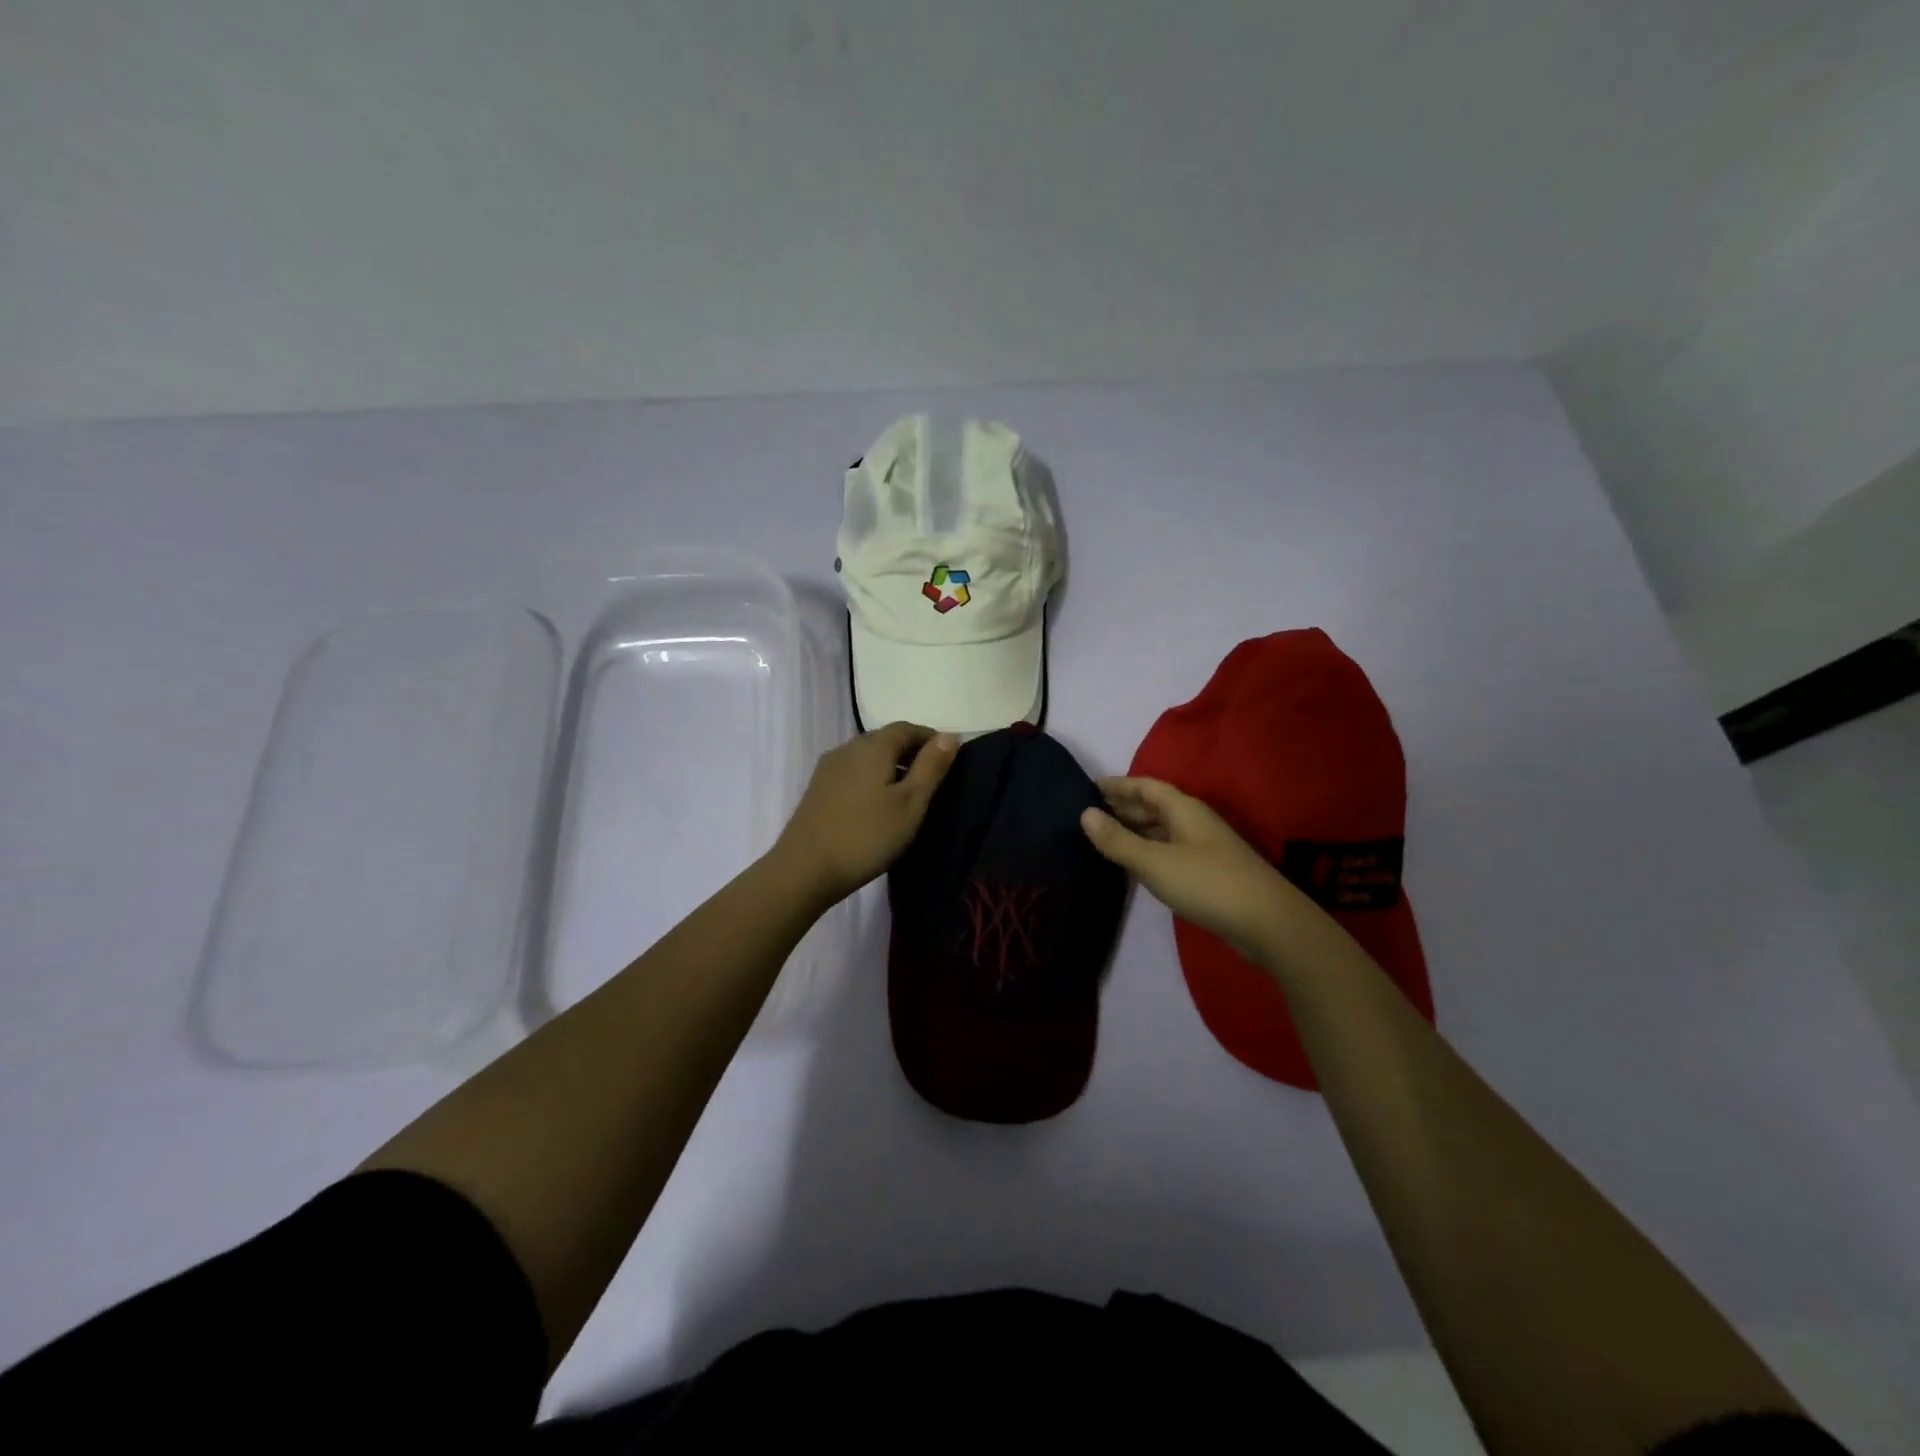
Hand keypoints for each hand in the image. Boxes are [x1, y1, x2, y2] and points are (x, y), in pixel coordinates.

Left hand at [772, 723, 958, 906]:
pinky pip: (852, 771)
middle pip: (885, 739)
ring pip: (867, 756)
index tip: (948, 759)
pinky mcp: (817, 788)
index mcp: (873, 746)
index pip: (907, 728)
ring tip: (906, 795)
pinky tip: (876, 804)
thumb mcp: (910, 803)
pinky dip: (871, 778)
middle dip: (910, 752)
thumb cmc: (867, 836)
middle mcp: (848, 747)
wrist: (805, 869)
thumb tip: (950, 735)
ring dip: (890, 766)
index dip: (930, 739)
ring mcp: (828, 767)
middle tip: (931, 779)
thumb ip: (931, 767)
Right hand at [1080, 776, 1290, 963]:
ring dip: (1135, 829)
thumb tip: (1085, 813)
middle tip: (1089, 813)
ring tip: (1104, 836)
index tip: (1088, 787)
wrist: (1266, 922)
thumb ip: (1118, 839)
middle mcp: (1194, 821)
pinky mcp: (1209, 871)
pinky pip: (1169, 849)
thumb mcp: (1153, 861)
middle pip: (1154, 805)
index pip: (1144, 786)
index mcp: (1183, 809)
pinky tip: (1135, 863)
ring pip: (1162, 829)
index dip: (1117, 785)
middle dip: (1123, 806)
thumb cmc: (1206, 883)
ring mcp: (1204, 846)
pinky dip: (1148, 849)